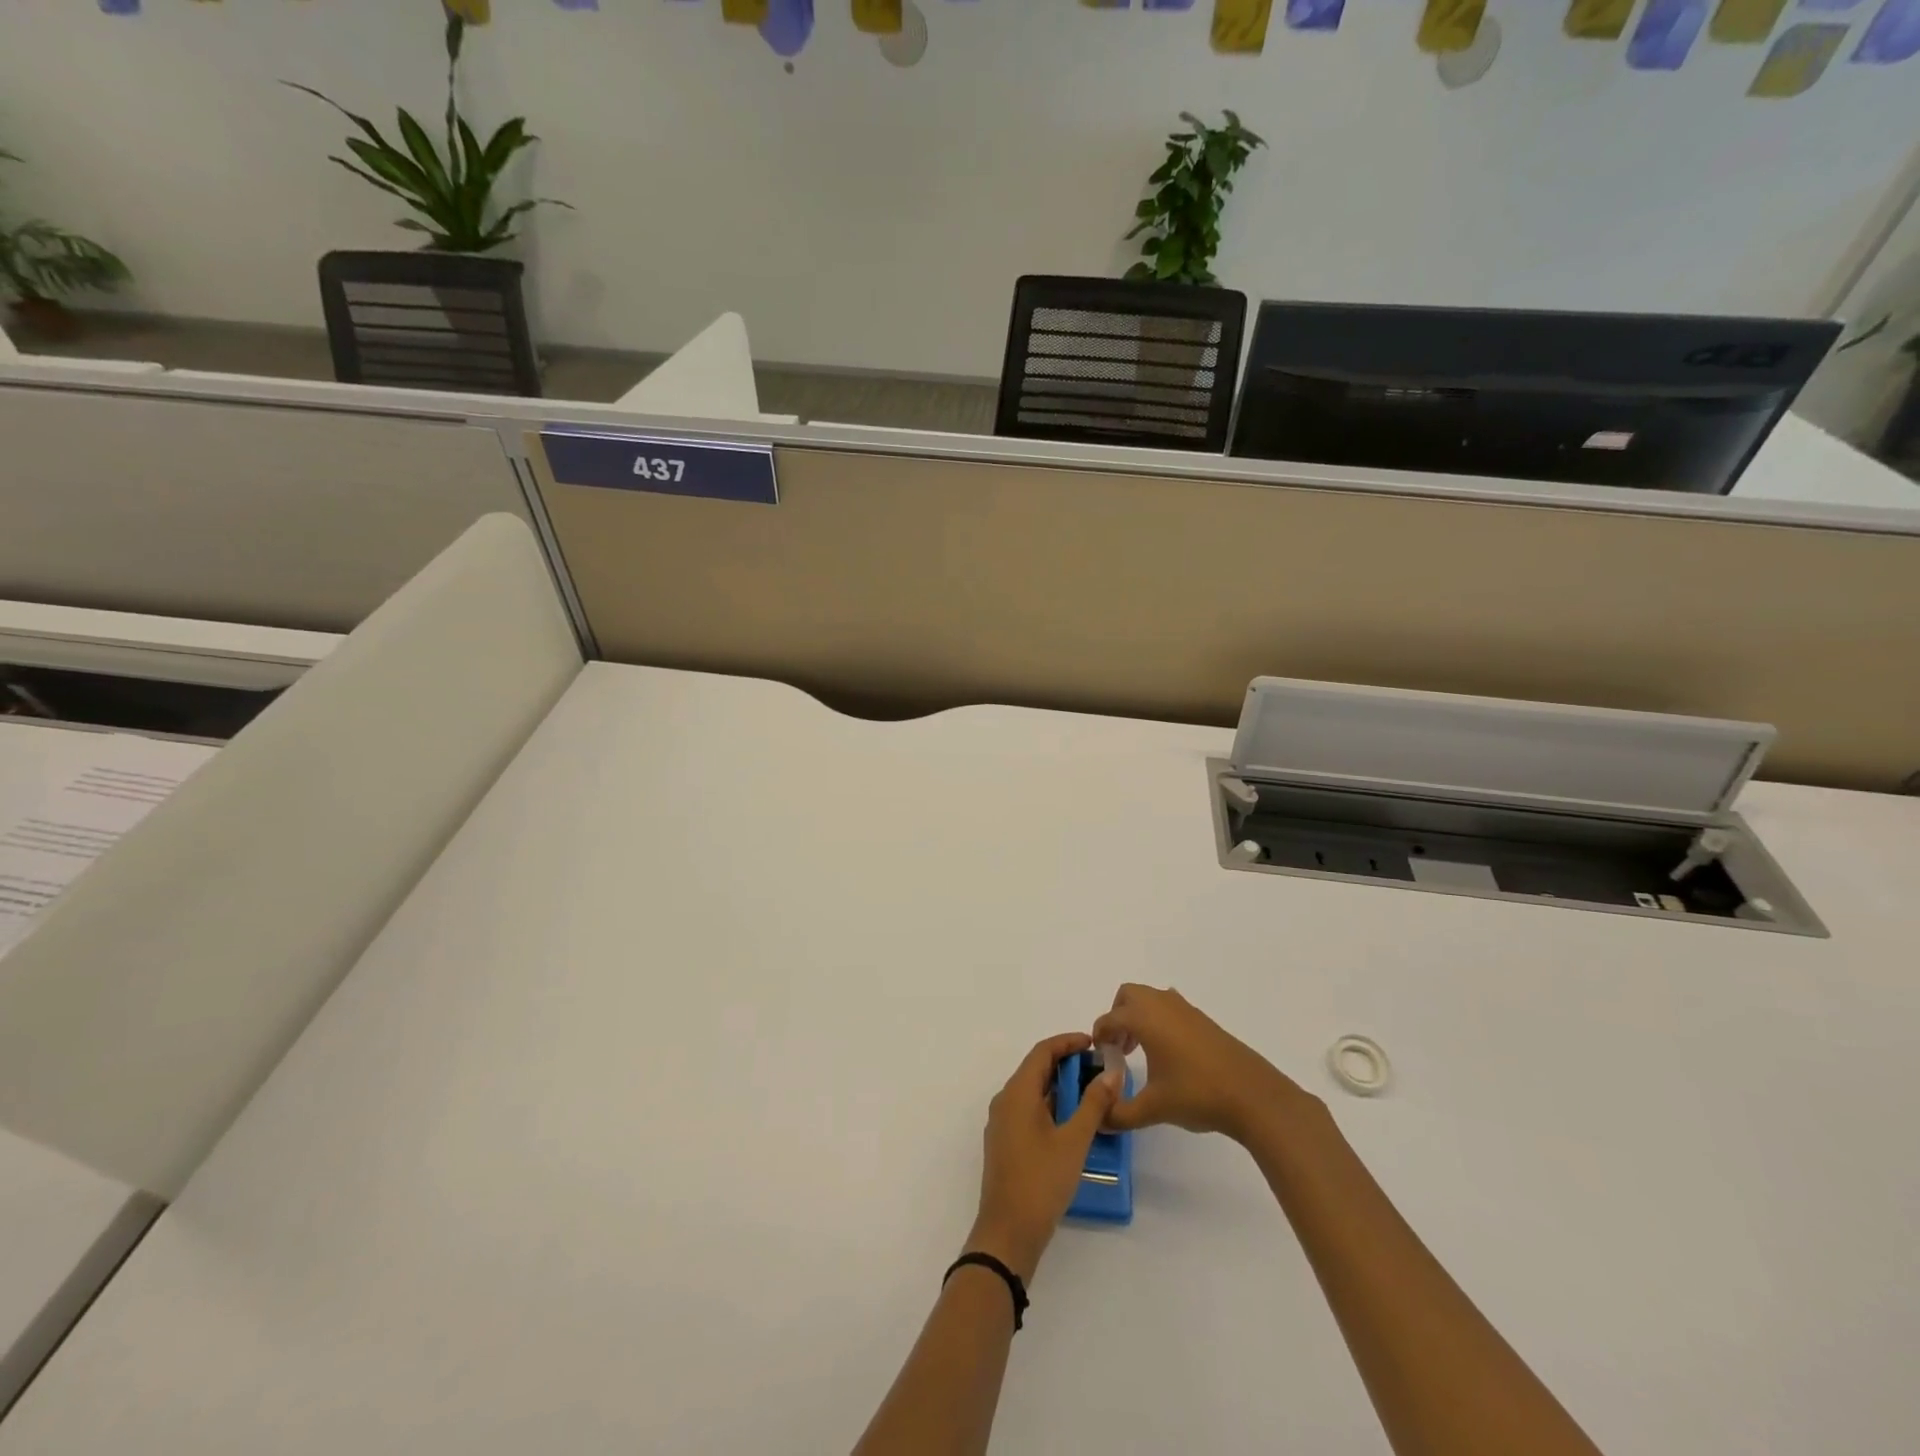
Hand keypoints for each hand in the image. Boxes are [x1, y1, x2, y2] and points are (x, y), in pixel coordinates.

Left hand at [967, 1033, 1121, 1281]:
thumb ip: (1093, 1104)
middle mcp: (1005, 1101)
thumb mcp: (1074, 1141)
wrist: (1008, 1233)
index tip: (1094, 1043)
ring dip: (1060, 1086)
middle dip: (1067, 1064)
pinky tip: (1074, 1120)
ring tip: (1093, 1092)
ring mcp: (1003, 1123)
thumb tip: (1112, 1073)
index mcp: (1017, 1093)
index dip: (1067, 1042)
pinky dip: (1052, 1105)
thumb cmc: (1041, 1182)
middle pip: (1036, 1069)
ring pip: (1033, 1091)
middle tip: (1099, 1067)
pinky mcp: (1006, 1143)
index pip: (1042, 1052)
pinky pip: (1029, 1110)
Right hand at [1094, 984, 1311, 1143]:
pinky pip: (1169, 1007)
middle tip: (1119, 1048)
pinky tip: (1169, 1052)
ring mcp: (1185, 1009)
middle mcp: (1161, 1005)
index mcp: (1144, 1018)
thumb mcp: (1152, 1109)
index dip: (1100, 1036)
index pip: (1109, 1019)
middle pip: (1128, 995)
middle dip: (1117, 1016)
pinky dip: (1159, 1020)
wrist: (1252, 1094)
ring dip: (1138, 1016)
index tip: (1100, 1057)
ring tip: (1142, 1050)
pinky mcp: (1202, 1019)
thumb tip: (1099, 1121)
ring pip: (1150, 998)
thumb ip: (1119, 1114)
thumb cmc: (1196, 1094)